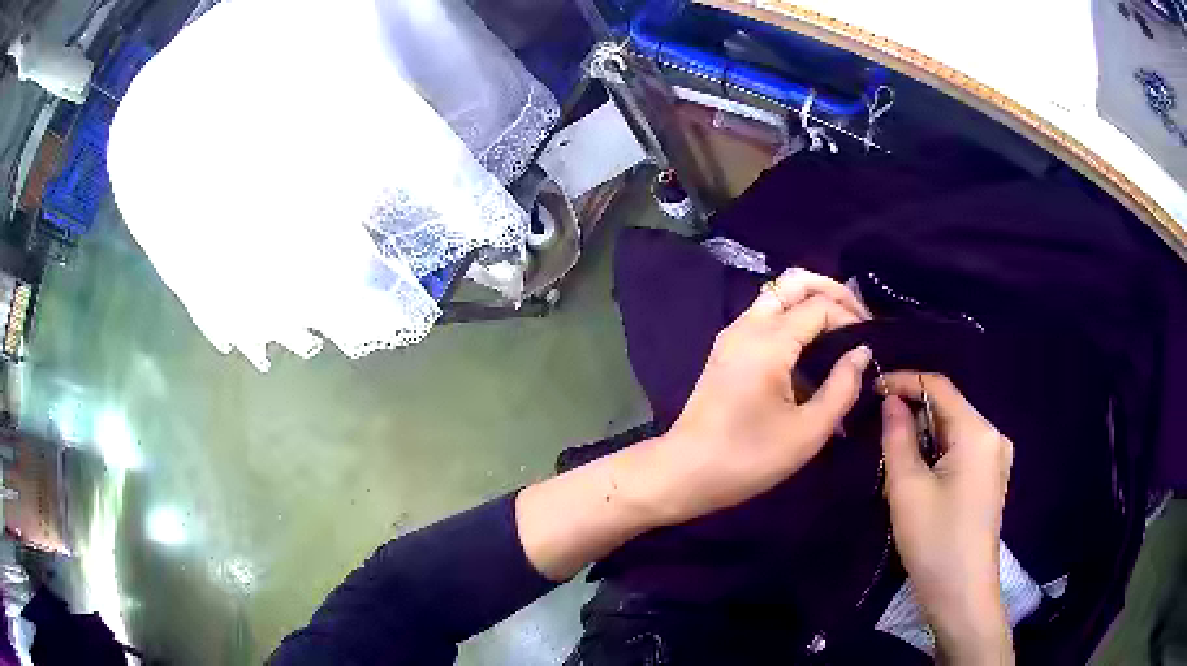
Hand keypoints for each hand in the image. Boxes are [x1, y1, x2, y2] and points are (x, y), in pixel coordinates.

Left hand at [517, 269, 870, 579]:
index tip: (872, 341)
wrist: (684, 471)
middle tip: (858, 318)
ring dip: (810, 301)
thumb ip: (841, 388)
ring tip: (841, 329)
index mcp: (769, 341)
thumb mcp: (807, 432)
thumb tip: (861, 352)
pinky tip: (811, 346)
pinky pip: (764, 316)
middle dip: (830, 290)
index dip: (851, 316)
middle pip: (794, 282)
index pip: (820, 305)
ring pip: (776, 295)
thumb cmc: (748, 458)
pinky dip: (792, 316)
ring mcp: (732, 335)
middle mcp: (748, 326)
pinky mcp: (726, 349)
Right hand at [879, 372, 1014, 664]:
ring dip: (923, 440)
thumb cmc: (935, 541)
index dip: (904, 381)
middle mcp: (993, 436)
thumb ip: (898, 437)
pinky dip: (937, 457)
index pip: (938, 387)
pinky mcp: (991, 479)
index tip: (871, 390)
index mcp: (977, 431)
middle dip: (913, 416)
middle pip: (948, 410)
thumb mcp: (907, 488)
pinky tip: (921, 482)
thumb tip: (892, 401)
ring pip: (953, 433)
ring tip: (896, 466)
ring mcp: (996, 459)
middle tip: (878, 437)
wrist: (962, 594)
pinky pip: (961, 452)